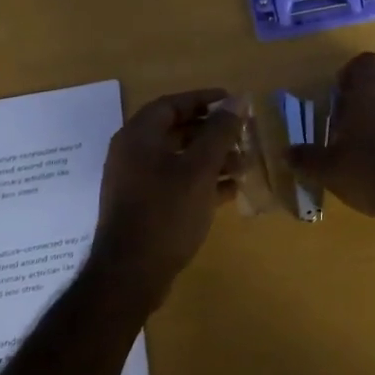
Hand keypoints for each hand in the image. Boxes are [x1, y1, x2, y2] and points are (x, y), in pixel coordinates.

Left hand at [91, 89, 244, 307]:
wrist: (130, 275)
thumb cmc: (165, 213)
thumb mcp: (199, 169)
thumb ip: (219, 132)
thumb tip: (238, 100)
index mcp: (138, 137)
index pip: (171, 104)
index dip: (203, 99)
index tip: (233, 101)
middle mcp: (133, 154)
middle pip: (176, 131)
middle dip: (213, 132)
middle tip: (243, 134)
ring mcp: (137, 182)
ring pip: (179, 159)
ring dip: (212, 158)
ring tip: (244, 165)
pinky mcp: (144, 207)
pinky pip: (176, 183)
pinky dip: (202, 181)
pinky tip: (230, 191)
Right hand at [289, 53, 374, 221]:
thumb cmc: (369, 171)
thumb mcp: (329, 170)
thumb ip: (307, 158)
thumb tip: (286, 153)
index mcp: (370, 91)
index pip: (364, 62)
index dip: (351, 74)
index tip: (340, 96)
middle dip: (370, 97)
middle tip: (353, 124)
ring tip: (374, 147)